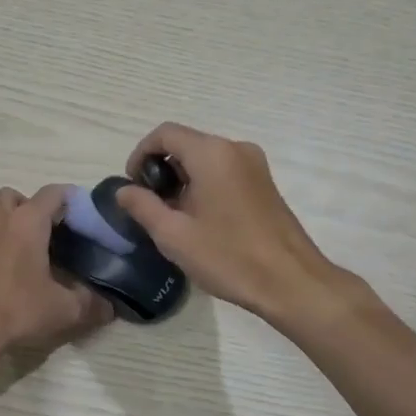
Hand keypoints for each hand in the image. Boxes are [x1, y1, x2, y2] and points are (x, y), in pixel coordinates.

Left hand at [0, 185, 112, 361]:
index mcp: (28, 222)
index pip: (53, 193)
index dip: (72, 199)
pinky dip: (1, 244)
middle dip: (35, 207)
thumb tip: (109, 307)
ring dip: (14, 223)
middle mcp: (1, 221)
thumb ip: (91, 304)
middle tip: (53, 232)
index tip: (87, 216)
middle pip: (17, 196)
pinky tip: (14, 271)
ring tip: (34, 251)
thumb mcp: (64, 309)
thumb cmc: (17, 308)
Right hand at [114, 123, 349, 324]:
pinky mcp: (264, 183)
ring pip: (205, 159)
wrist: (291, 282)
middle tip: (150, 206)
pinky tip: (200, 219)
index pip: (164, 134)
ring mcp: (255, 165)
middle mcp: (235, 148)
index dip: (140, 154)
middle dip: (161, 169)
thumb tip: (124, 191)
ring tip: (173, 217)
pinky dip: (204, 185)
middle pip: (186, 144)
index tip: (132, 186)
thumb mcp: (174, 235)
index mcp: (212, 153)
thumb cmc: (229, 257)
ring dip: (182, 179)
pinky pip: (224, 171)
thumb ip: (142, 206)